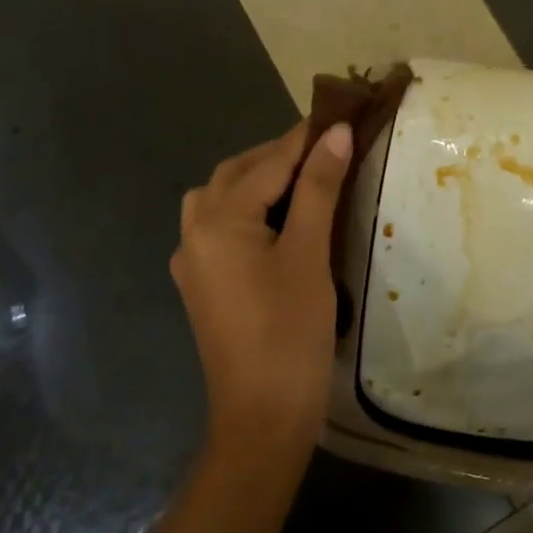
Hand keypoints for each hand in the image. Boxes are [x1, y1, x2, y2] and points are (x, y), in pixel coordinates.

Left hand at [171, 120, 352, 451]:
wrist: (261, 419)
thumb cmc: (290, 332)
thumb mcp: (309, 254)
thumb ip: (318, 188)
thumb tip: (334, 133)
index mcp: (218, 222)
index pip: (268, 163)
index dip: (305, 137)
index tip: (339, 113)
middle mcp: (194, 233)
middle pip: (237, 174)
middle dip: (279, 155)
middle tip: (326, 146)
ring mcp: (193, 261)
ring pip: (221, 198)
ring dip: (259, 179)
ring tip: (304, 176)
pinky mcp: (202, 284)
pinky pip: (220, 226)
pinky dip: (248, 207)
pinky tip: (278, 217)